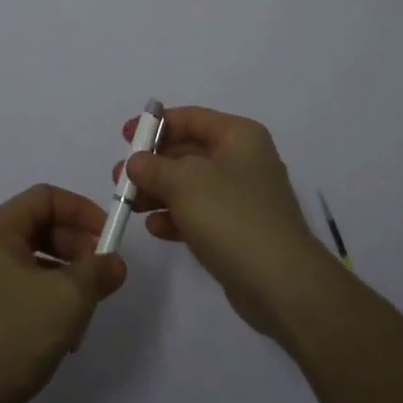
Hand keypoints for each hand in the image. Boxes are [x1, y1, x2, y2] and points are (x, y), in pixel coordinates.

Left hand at [0, 184, 127, 402]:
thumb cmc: (8, 337)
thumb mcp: (66, 299)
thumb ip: (97, 273)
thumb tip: (114, 262)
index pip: (46, 197)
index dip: (82, 210)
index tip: (109, 237)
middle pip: (41, 229)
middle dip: (77, 249)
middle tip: (102, 277)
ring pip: (34, 264)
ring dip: (67, 281)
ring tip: (86, 314)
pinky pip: (22, 293)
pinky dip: (48, 303)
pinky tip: (63, 338)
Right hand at [115, 106, 339, 343]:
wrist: (282, 283)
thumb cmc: (232, 216)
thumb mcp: (185, 182)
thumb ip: (154, 167)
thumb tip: (137, 162)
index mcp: (239, 136)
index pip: (192, 118)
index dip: (156, 124)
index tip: (125, 136)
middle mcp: (243, 160)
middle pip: (189, 152)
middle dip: (153, 163)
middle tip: (120, 177)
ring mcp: (242, 198)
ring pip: (191, 185)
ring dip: (160, 192)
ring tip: (129, 205)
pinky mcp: (239, 231)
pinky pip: (200, 214)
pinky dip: (177, 217)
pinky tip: (155, 228)